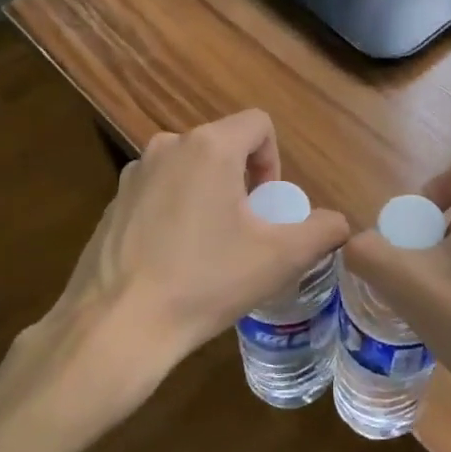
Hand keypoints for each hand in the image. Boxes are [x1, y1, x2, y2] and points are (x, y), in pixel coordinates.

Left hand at [17, 110, 348, 429]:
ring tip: (211, 249)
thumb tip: (338, 223)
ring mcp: (133, 174)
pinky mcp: (111, 203)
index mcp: (209, 146)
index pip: (259, 124)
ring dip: (210, 196)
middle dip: (244, 182)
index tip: (268, 208)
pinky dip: (177, 213)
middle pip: (224, 147)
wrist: (117, 327)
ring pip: (191, 169)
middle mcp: (168, 146)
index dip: (275, 162)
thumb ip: (322, 231)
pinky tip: (174, 261)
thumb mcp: (281, 258)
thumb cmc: (206, 281)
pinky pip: (160, 192)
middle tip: (246, 233)